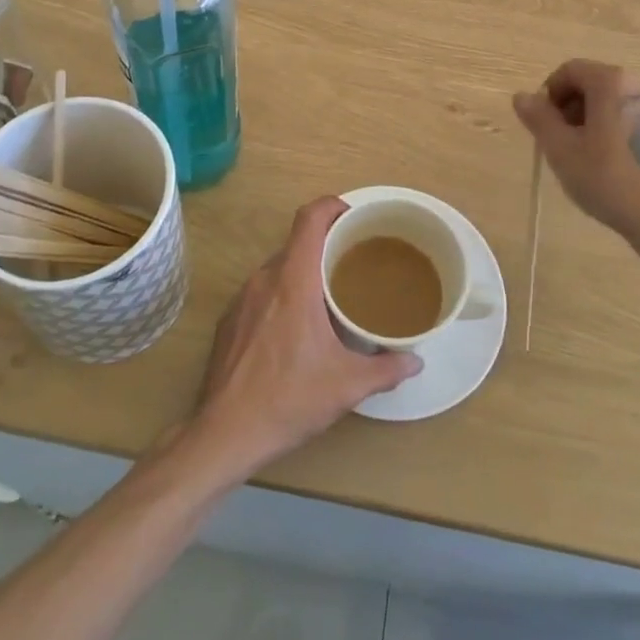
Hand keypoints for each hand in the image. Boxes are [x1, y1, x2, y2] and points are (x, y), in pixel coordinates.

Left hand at [188, 198, 420, 479]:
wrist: (224, 434)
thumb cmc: (288, 399)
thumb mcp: (346, 385)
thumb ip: (386, 368)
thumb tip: (416, 360)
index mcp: (294, 280)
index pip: (310, 218)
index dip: (332, 206)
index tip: (354, 217)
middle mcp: (264, 279)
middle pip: (296, 243)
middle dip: (325, 246)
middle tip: (354, 263)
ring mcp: (242, 299)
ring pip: (278, 268)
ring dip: (303, 273)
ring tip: (329, 296)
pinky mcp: (229, 321)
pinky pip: (261, 292)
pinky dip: (282, 295)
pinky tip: (296, 329)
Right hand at [513, 60, 639, 247]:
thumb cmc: (608, 178)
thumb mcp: (561, 149)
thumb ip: (538, 118)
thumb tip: (522, 96)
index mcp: (612, 82)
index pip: (569, 71)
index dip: (549, 95)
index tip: (543, 126)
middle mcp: (639, 86)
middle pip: (591, 85)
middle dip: (569, 109)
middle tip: (560, 143)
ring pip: (611, 104)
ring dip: (589, 123)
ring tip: (583, 159)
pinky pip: (630, 120)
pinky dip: (612, 133)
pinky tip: (610, 168)